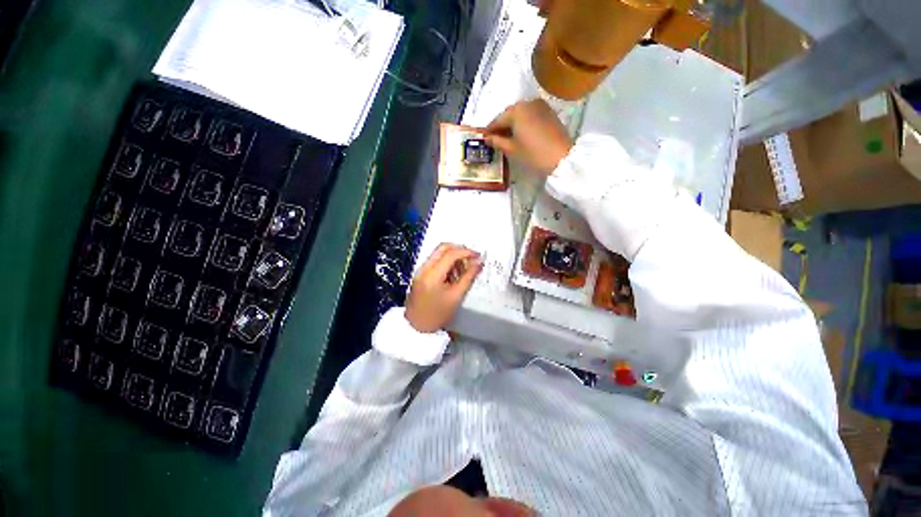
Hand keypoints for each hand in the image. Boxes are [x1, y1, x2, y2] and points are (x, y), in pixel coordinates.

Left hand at [405, 244, 482, 333]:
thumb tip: (479, 263)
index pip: (451, 253)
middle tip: (472, 258)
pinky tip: (454, 274)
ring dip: (453, 256)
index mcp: (432, 274)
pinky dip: (447, 262)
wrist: (416, 326)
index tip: (478, 256)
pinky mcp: (421, 273)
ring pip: (439, 253)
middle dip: (460, 250)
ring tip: (464, 270)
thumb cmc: (437, 315)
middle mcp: (424, 268)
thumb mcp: (456, 296)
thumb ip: (468, 277)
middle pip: (443, 247)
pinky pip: (435, 261)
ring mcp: (421, 270)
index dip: (467, 252)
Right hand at [484, 99, 573, 175]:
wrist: (562, 158)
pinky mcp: (549, 112)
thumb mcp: (512, 149)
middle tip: (494, 138)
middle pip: (509, 114)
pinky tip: (520, 133)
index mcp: (516, 110)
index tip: (483, 138)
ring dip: (512, 123)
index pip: (498, 120)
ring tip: (507, 137)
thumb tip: (488, 138)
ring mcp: (540, 106)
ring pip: (520, 113)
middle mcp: (528, 103)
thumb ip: (497, 141)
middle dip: (501, 125)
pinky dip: (523, 122)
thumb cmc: (533, 154)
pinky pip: (530, 114)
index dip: (489, 130)